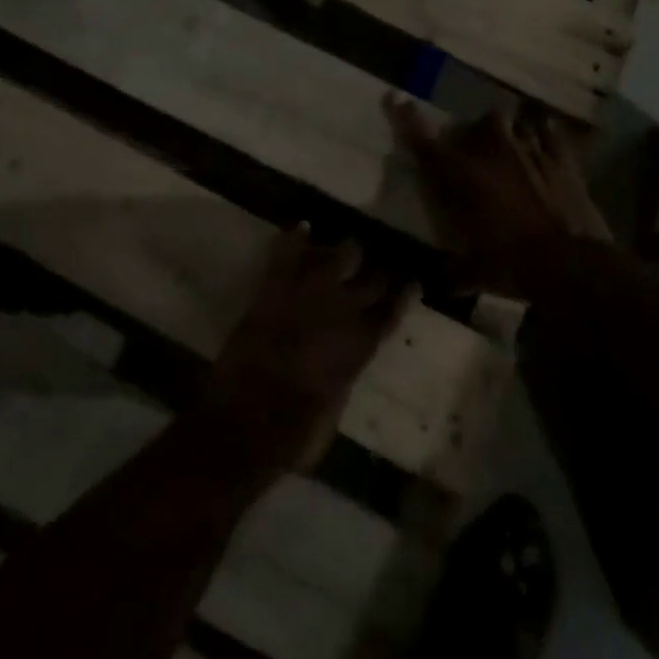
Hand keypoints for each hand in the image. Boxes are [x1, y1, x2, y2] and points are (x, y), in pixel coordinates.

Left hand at [201, 229, 412, 472]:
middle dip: (378, 269)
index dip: (404, 294)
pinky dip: (296, 237)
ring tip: (347, 247)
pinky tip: (304, 225)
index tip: (413, 281)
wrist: (245, 420)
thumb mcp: (334, 410)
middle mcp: (343, 310)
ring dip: (343, 251)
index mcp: (361, 345)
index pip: (392, 311)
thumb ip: (345, 374)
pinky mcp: (275, 287)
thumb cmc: (295, 432)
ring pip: (337, 254)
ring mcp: (309, 293)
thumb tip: (345, 361)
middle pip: (371, 278)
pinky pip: (288, 251)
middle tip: (378, 263)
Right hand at [387, 97, 611, 298]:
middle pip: (480, 124)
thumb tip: (431, 286)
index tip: (398, 100)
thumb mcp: (475, 273)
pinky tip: (544, 141)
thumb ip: (453, 272)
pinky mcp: (562, 158)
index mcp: (462, 176)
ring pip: (514, 123)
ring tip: (513, 148)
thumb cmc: (512, 265)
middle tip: (478, 152)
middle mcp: (492, 152)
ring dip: (510, 134)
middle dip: (477, 134)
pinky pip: (550, 132)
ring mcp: (530, 149)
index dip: (408, 120)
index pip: (426, 142)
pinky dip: (545, 135)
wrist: (570, 264)